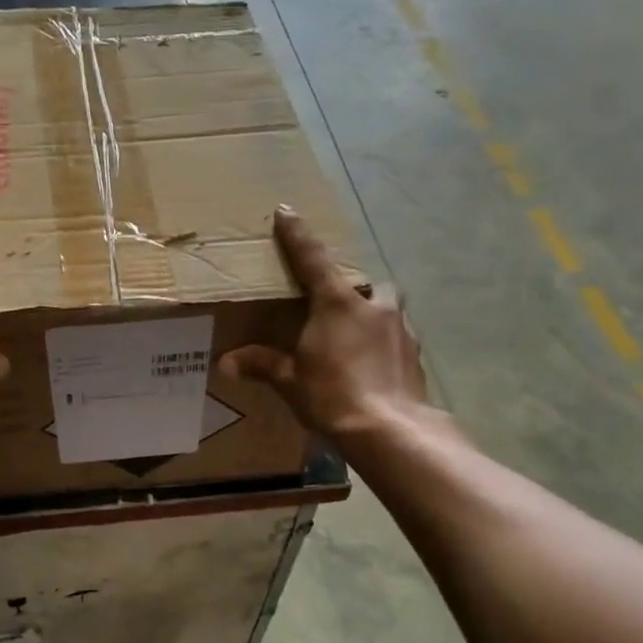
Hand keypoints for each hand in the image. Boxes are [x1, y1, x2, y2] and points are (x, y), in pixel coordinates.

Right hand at [220, 207, 434, 443]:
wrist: (392, 431)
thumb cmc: (334, 397)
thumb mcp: (291, 381)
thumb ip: (263, 365)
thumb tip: (226, 363)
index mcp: (337, 304)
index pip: (311, 259)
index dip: (297, 234)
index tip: (286, 210)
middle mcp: (373, 307)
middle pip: (368, 282)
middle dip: (355, 288)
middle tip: (339, 305)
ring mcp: (401, 330)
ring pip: (390, 309)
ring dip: (376, 315)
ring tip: (359, 338)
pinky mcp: (416, 356)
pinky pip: (399, 339)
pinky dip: (386, 346)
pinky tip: (376, 366)